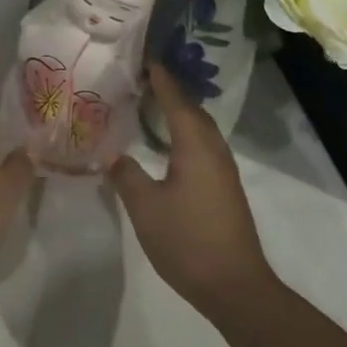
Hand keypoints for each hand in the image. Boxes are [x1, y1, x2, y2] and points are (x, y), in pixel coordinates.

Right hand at [109, 65, 273, 309]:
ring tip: (149, 108)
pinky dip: (184, 135)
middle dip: (169, 93)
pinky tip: (167, 147)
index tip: (144, 60)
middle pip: (192, 111)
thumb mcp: (145, 207)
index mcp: (195, 146)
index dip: (160, 80)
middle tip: (140, 82)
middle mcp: (214, 150)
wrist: (234, 286)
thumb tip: (111, 155)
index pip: (176, 101)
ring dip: (178, 114)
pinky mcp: (224, 188)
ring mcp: (223, 171)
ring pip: (200, 130)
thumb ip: (126, 175)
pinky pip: (203, 147)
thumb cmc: (187, 240)